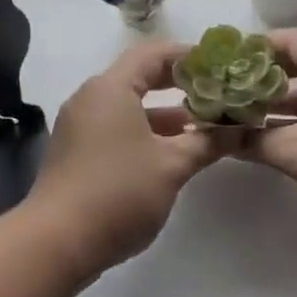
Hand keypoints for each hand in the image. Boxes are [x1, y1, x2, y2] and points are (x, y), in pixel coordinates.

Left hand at [23, 42, 230, 276]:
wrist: (55, 243)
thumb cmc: (117, 193)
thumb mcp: (171, 167)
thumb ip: (207, 143)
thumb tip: (241, 130)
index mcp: (111, 88)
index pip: (154, 53)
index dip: (189, 56)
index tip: (220, 66)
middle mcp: (92, 97)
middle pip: (140, 75)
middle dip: (180, 83)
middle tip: (216, 90)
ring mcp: (81, 124)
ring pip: (130, 104)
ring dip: (165, 111)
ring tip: (204, 123)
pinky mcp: (78, 149)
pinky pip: (117, 125)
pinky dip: (146, 129)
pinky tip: (173, 149)